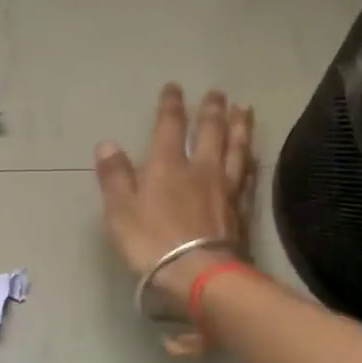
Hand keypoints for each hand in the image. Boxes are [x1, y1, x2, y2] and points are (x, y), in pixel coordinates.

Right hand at [94, 84, 254, 311]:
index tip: (174, 87)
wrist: (199, 275)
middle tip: (218, 93)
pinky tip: (254, 156)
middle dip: (212, 110)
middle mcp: (201, 169)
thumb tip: (107, 144)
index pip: (170, 127)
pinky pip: (248, 177)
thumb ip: (115, 177)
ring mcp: (225, 189)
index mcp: (167, 166)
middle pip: (210, 132)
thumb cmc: (152, 244)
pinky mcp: (242, 210)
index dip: (171, 105)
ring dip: (239, 127)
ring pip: (235, 149)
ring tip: (244, 110)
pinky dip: (250, 162)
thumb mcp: (121, 212)